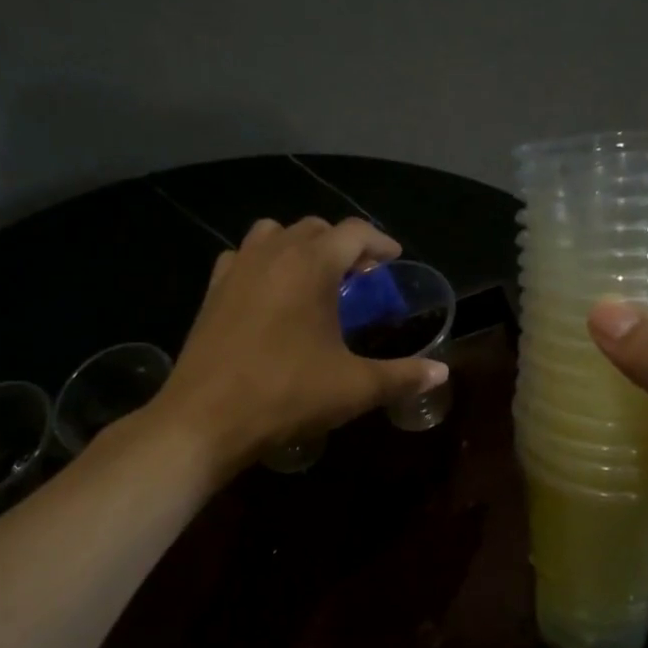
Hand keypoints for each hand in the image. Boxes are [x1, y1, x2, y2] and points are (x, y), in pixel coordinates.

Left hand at [156, 217, 448, 470]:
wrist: (205, 419)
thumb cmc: (286, 396)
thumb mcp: (353, 388)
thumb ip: (402, 376)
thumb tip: (442, 372)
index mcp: (311, 265)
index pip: (354, 232)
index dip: (380, 242)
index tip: (394, 260)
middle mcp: (273, 254)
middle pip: (315, 229)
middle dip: (343, 245)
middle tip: (361, 277)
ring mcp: (237, 269)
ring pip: (274, 235)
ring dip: (301, 248)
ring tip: (316, 280)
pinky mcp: (213, 291)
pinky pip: (243, 257)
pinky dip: (264, 263)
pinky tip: (271, 295)